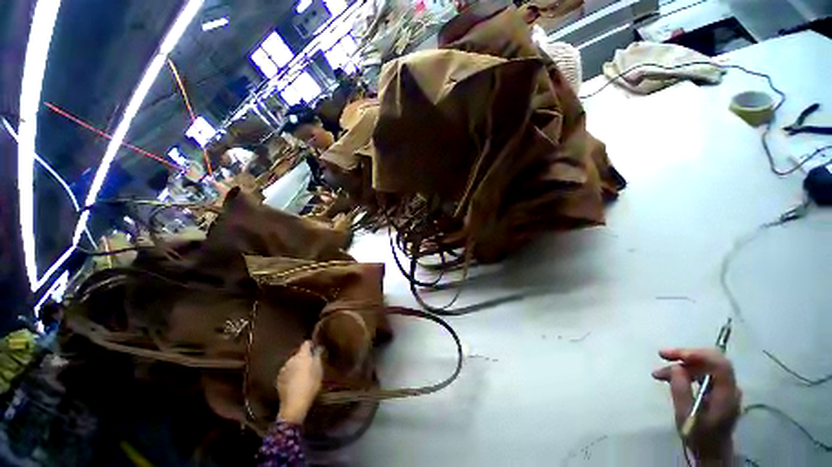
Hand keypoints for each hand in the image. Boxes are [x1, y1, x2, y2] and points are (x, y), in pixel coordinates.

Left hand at [277, 341, 323, 424]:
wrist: (294, 404)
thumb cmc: (310, 384)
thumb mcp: (319, 370)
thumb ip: (318, 356)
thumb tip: (318, 348)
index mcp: (302, 355)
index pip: (306, 343)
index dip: (311, 345)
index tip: (315, 349)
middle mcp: (291, 359)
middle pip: (299, 353)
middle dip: (304, 357)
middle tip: (310, 364)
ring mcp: (283, 369)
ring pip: (292, 363)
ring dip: (297, 365)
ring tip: (302, 374)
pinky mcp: (278, 379)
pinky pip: (287, 372)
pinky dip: (291, 373)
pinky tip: (295, 382)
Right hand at [652, 348, 741, 462]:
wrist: (711, 452)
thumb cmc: (699, 436)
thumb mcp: (686, 416)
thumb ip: (681, 390)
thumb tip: (675, 367)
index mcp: (726, 394)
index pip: (718, 364)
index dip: (697, 355)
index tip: (673, 355)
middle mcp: (730, 387)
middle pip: (711, 360)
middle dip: (686, 355)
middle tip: (662, 355)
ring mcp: (725, 388)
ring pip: (704, 366)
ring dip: (681, 365)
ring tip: (659, 373)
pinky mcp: (718, 390)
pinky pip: (702, 373)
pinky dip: (685, 372)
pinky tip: (670, 377)